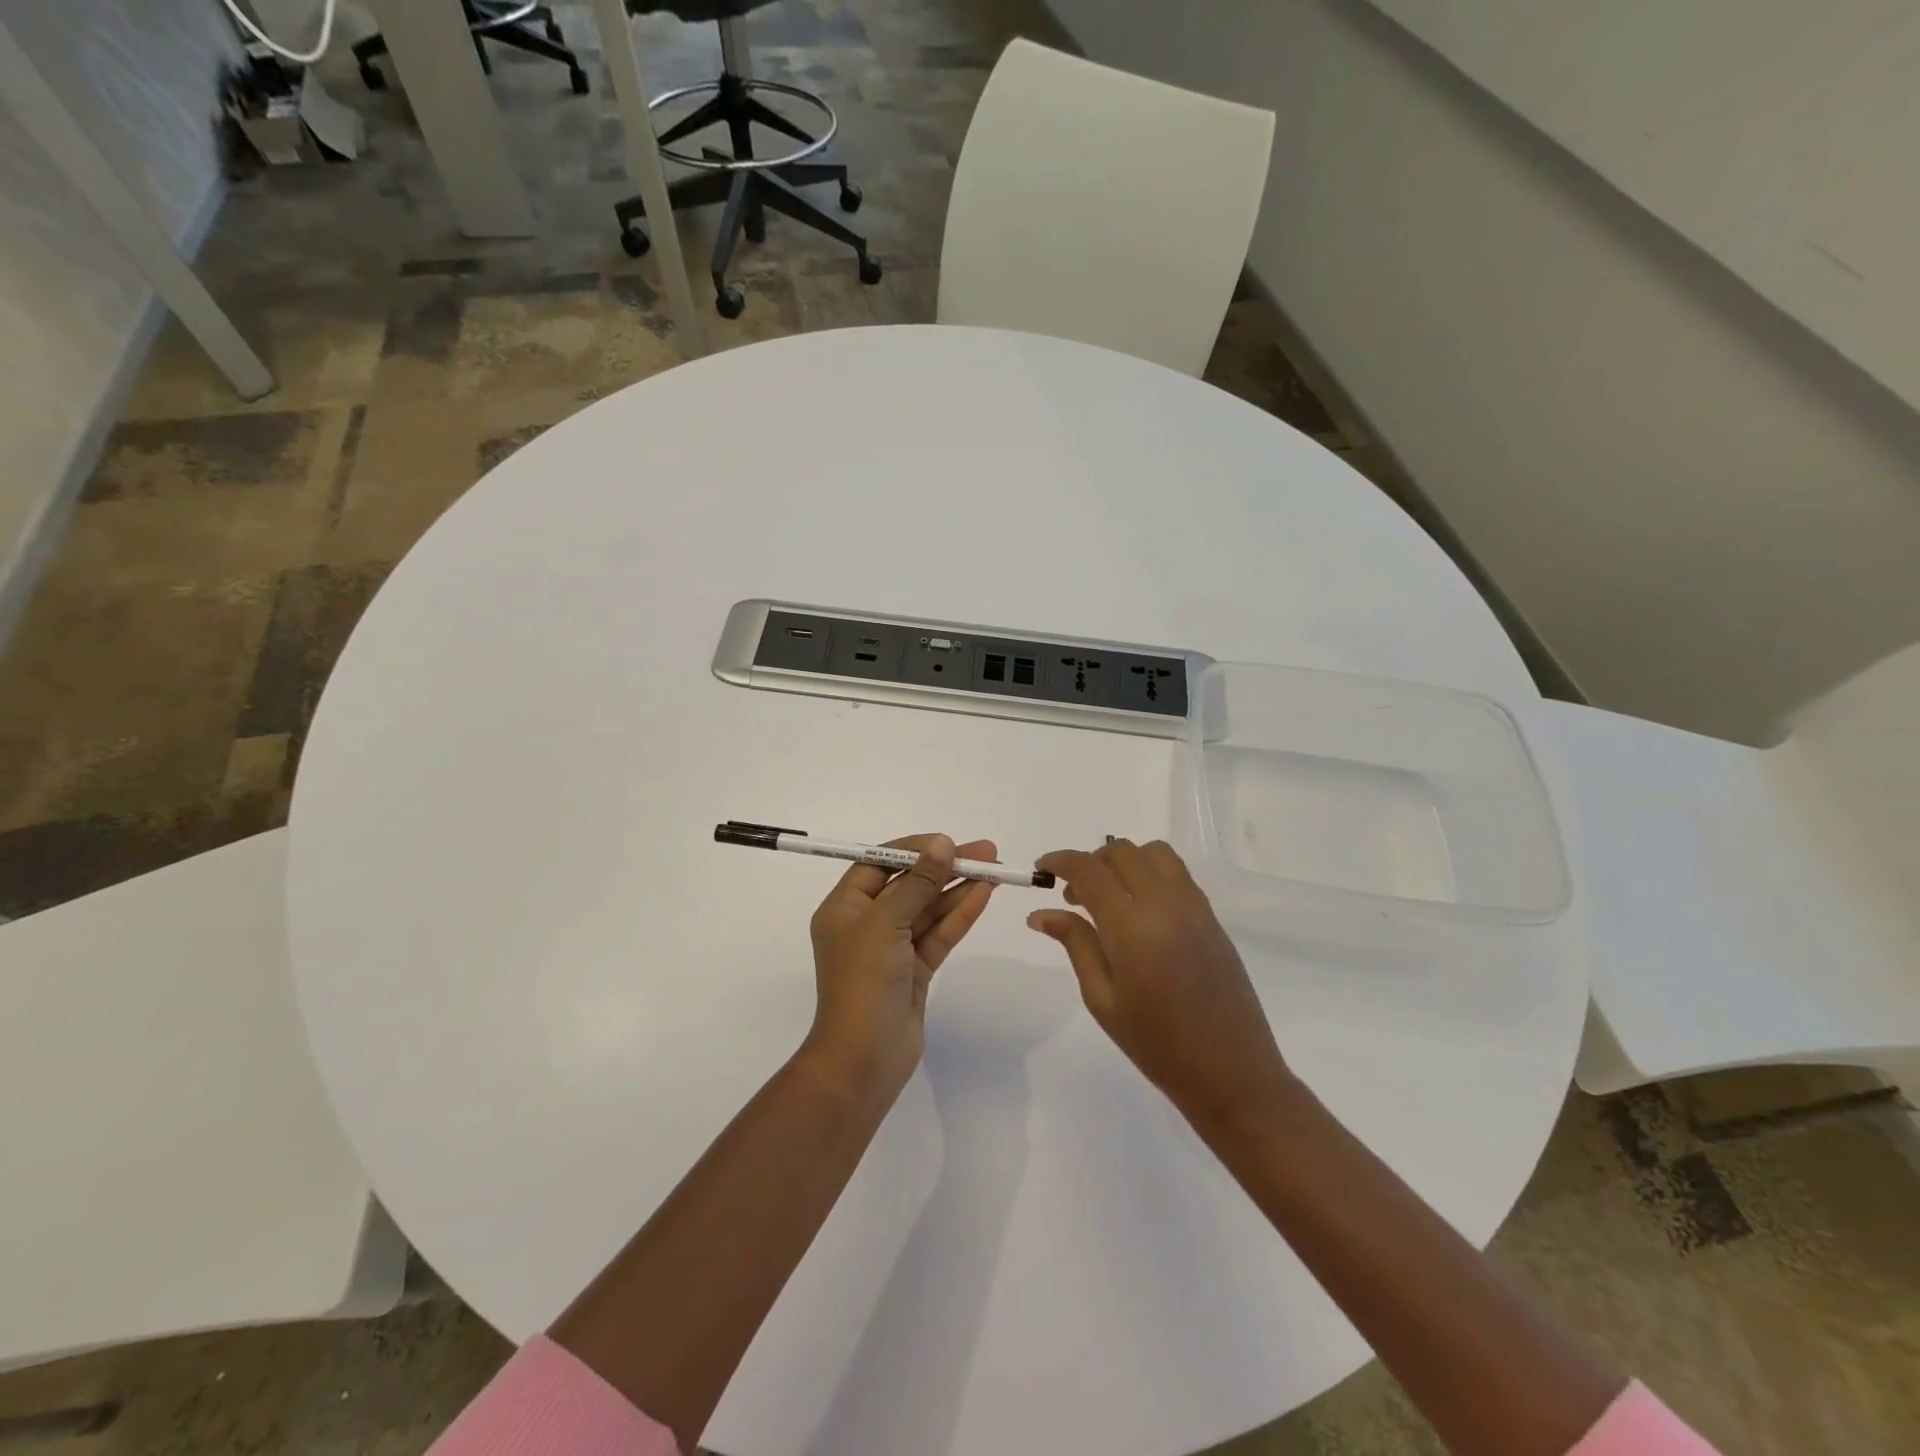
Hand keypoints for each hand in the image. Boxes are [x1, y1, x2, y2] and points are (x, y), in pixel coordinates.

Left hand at [804, 834, 996, 1105]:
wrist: (863, 1060)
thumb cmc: (863, 981)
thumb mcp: (886, 923)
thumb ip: (917, 883)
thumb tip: (942, 844)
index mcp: (844, 908)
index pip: (878, 864)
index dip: (913, 849)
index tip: (947, 842)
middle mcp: (866, 923)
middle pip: (909, 884)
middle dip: (944, 867)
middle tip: (985, 851)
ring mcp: (892, 948)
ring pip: (928, 909)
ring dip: (958, 888)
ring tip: (995, 868)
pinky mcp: (914, 970)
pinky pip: (939, 934)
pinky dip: (960, 915)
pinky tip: (984, 894)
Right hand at [1028, 839, 1295, 1130]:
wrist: (1230, 1072)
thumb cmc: (1156, 1044)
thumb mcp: (1102, 998)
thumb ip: (1075, 944)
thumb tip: (1041, 913)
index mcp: (1132, 925)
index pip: (1089, 870)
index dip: (1060, 861)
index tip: (1041, 868)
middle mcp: (1165, 903)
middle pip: (1122, 851)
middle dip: (1090, 862)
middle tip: (1073, 896)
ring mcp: (1194, 906)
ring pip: (1154, 853)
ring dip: (1124, 862)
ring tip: (1110, 898)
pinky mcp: (1212, 917)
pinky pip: (1177, 874)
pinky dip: (1150, 873)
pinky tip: (1140, 911)